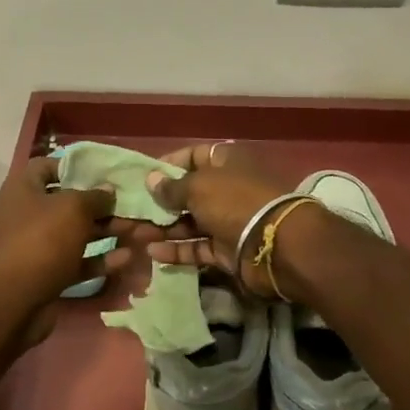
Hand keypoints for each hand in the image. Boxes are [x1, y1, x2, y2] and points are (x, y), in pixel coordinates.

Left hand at [0, 158, 130, 340]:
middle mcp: (28, 214)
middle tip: (134, 205)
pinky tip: (127, 257)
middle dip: (104, 205)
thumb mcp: (74, 208)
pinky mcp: (48, 273)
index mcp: (24, 190)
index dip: (75, 166)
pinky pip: (78, 261)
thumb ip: (96, 196)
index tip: (104, 172)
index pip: (47, 166)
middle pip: (70, 203)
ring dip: (108, 231)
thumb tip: (108, 191)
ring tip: (141, 231)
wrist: (15, 301)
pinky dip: (100, 258)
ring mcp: (38, 246)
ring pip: (78, 233)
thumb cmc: (43, 240)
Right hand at [141, 142, 295, 294]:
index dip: (170, 164)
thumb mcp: (198, 187)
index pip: (195, 156)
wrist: (275, 245)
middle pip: (190, 192)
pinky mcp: (228, 249)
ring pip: (191, 222)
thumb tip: (151, 180)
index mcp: (227, 162)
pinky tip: (153, 253)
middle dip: (162, 202)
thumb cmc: (234, 202)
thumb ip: (172, 186)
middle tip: (134, 211)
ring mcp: (229, 220)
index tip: (145, 177)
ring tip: (137, 235)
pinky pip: (198, 247)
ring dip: (165, 228)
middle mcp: (228, 189)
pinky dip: (177, 250)